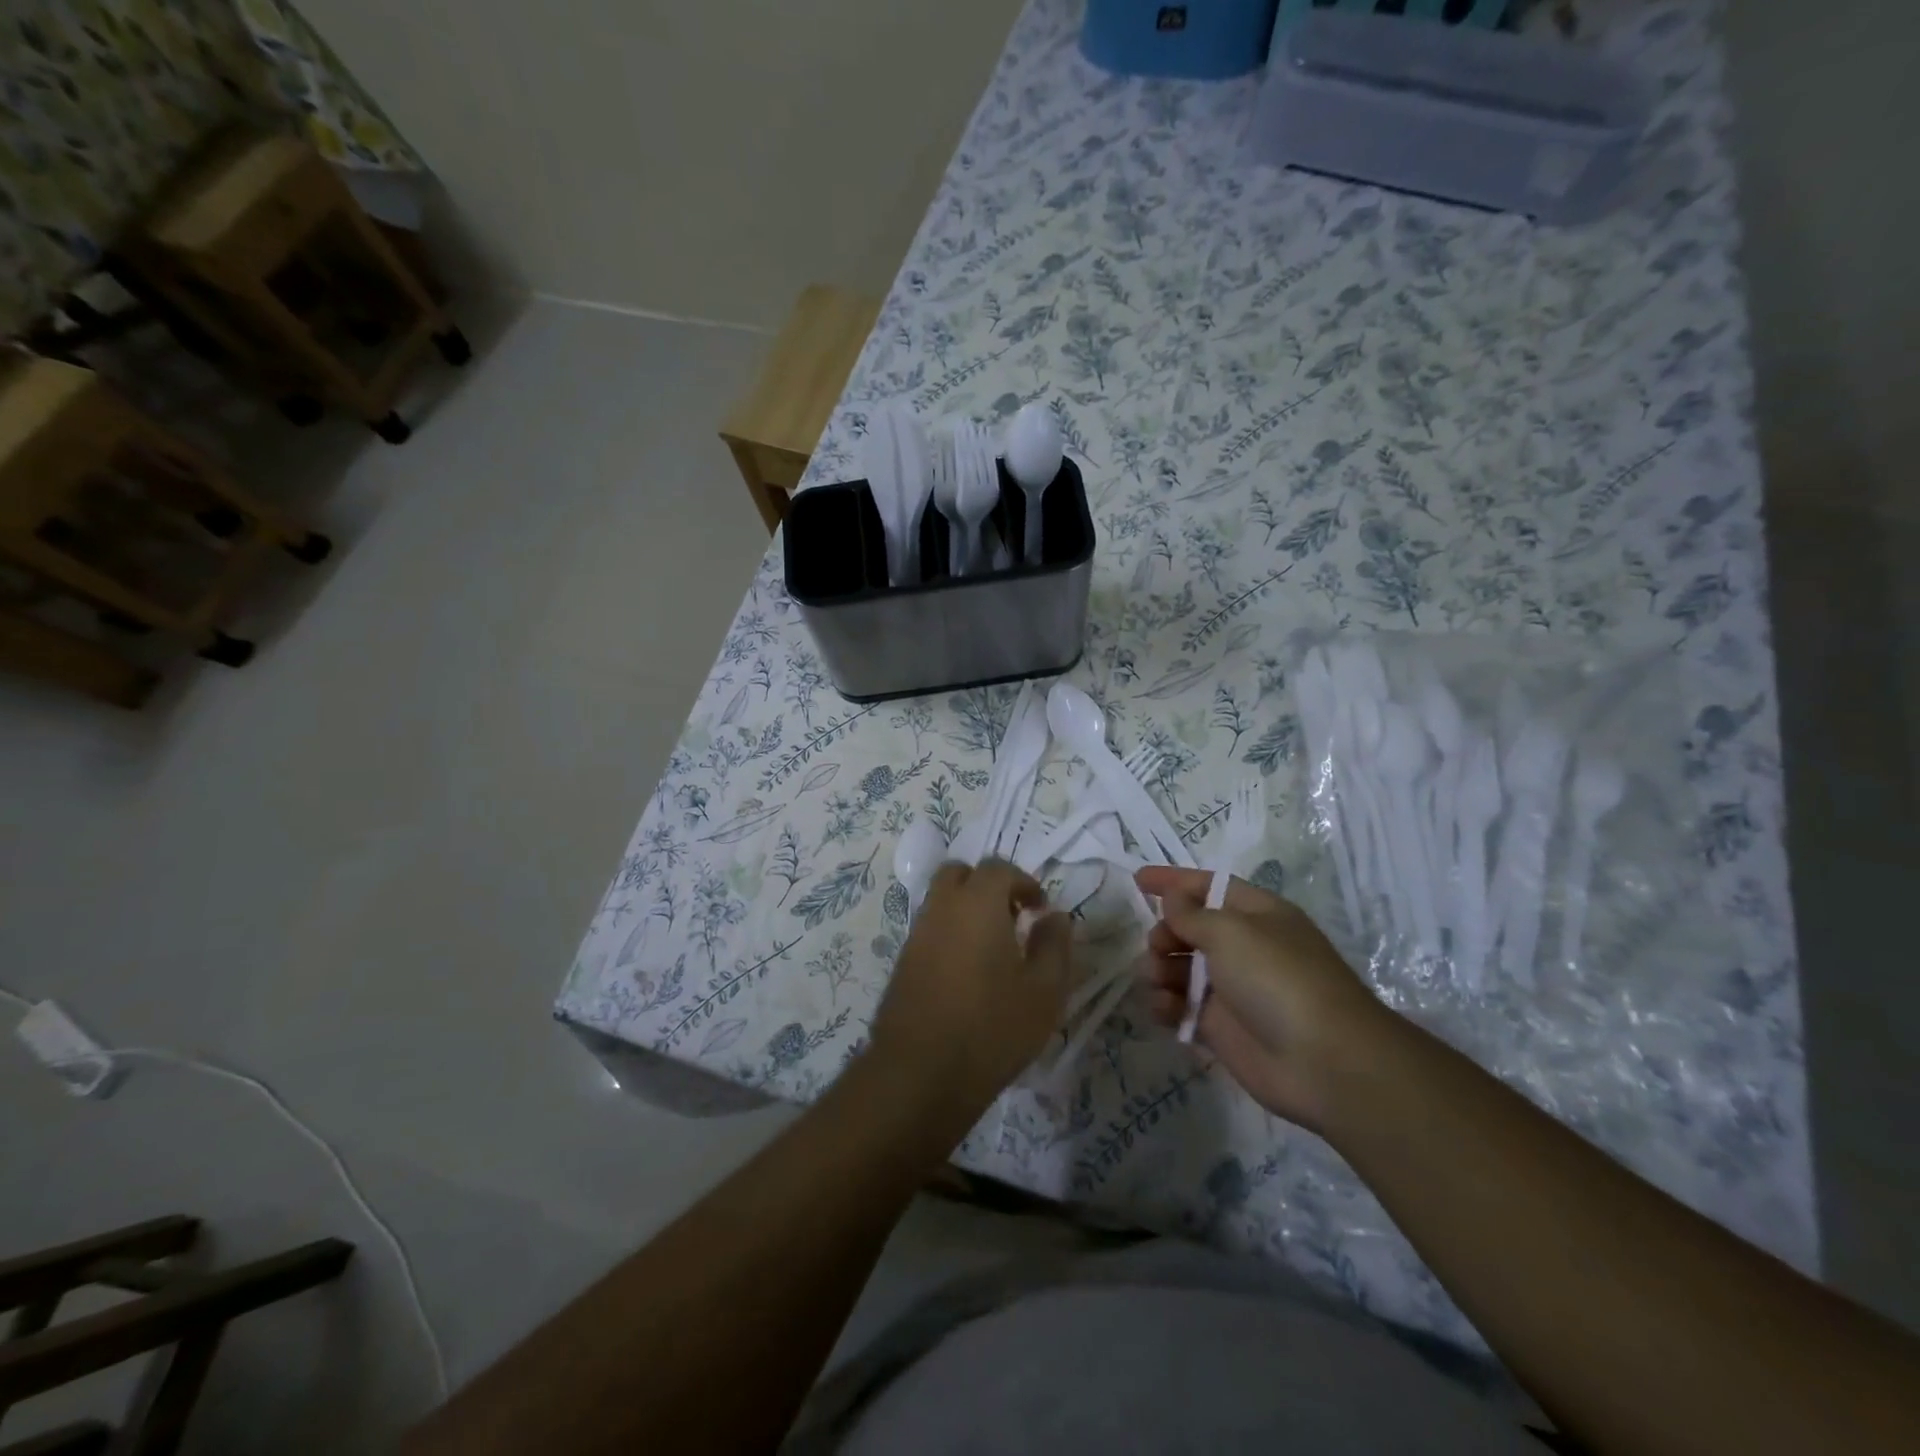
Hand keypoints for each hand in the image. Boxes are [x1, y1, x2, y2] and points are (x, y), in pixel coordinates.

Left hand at [869, 859, 1072, 1123]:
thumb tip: (1055, 917)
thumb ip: (1054, 945)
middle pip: (960, 873)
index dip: (1024, 882)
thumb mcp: (1044, 991)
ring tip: (993, 949)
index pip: (998, 868)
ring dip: (967, 909)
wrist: (921, 1072)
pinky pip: (930, 928)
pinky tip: (968, 972)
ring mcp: (916, 934)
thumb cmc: (992, 1028)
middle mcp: (941, 908)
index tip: (1041, 910)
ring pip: (941, 900)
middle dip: (988, 885)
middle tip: (1012, 917)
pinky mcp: (902, 961)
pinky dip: (950, 933)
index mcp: (977, 903)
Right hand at [1136, 866, 1398, 1131]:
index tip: (1137, 880)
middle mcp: (1244, 947)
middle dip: (1164, 932)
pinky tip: (1162, 1008)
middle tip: (1157, 947)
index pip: (1208, 887)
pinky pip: (1181, 1007)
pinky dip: (1166, 1004)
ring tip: (1155, 980)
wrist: (1323, 1062)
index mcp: (1256, 914)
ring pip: (1180, 968)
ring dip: (1159, 968)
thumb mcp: (1230, 931)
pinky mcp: (1221, 1028)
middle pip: (1189, 928)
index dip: (1173, 881)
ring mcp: (1232, 989)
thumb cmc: (1277, 978)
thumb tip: (1172, 899)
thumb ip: (1191, 913)